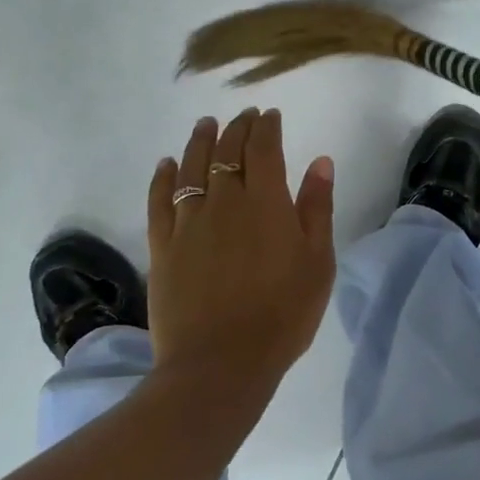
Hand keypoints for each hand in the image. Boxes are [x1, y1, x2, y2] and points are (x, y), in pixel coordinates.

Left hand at [146, 109, 335, 385]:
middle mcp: (225, 202)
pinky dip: (162, 177)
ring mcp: (189, 223)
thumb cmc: (282, 314)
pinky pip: (159, 201)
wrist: (221, 364)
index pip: (263, 148)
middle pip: (227, 152)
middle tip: (244, 116)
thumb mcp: (317, 262)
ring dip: (200, 141)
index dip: (266, 127)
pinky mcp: (163, 246)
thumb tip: (320, 161)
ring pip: (191, 168)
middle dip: (237, 128)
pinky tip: (166, 164)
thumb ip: (317, 208)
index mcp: (266, 202)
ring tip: (206, 125)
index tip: (270, 115)